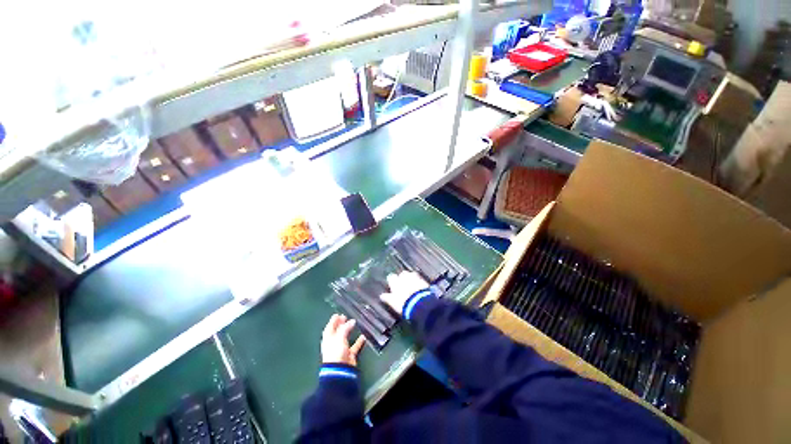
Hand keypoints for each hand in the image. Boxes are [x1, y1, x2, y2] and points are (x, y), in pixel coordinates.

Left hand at [322, 314, 365, 365]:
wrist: (340, 370)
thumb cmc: (336, 352)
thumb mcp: (339, 337)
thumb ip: (345, 328)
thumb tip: (352, 321)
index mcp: (328, 338)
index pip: (330, 327)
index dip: (333, 320)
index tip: (337, 314)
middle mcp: (333, 343)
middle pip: (337, 331)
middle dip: (340, 324)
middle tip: (345, 317)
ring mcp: (341, 349)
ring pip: (345, 337)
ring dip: (349, 331)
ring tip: (354, 323)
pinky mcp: (348, 355)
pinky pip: (354, 346)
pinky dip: (358, 341)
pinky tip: (362, 337)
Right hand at [380, 271, 429, 314]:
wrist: (420, 303)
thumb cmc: (404, 304)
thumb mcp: (393, 303)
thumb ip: (387, 298)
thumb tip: (382, 296)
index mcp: (395, 282)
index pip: (391, 277)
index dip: (392, 281)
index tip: (393, 285)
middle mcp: (404, 277)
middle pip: (402, 273)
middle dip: (403, 277)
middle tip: (404, 285)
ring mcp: (414, 277)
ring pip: (411, 274)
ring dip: (411, 278)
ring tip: (412, 285)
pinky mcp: (423, 280)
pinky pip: (420, 278)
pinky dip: (419, 281)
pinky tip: (419, 287)